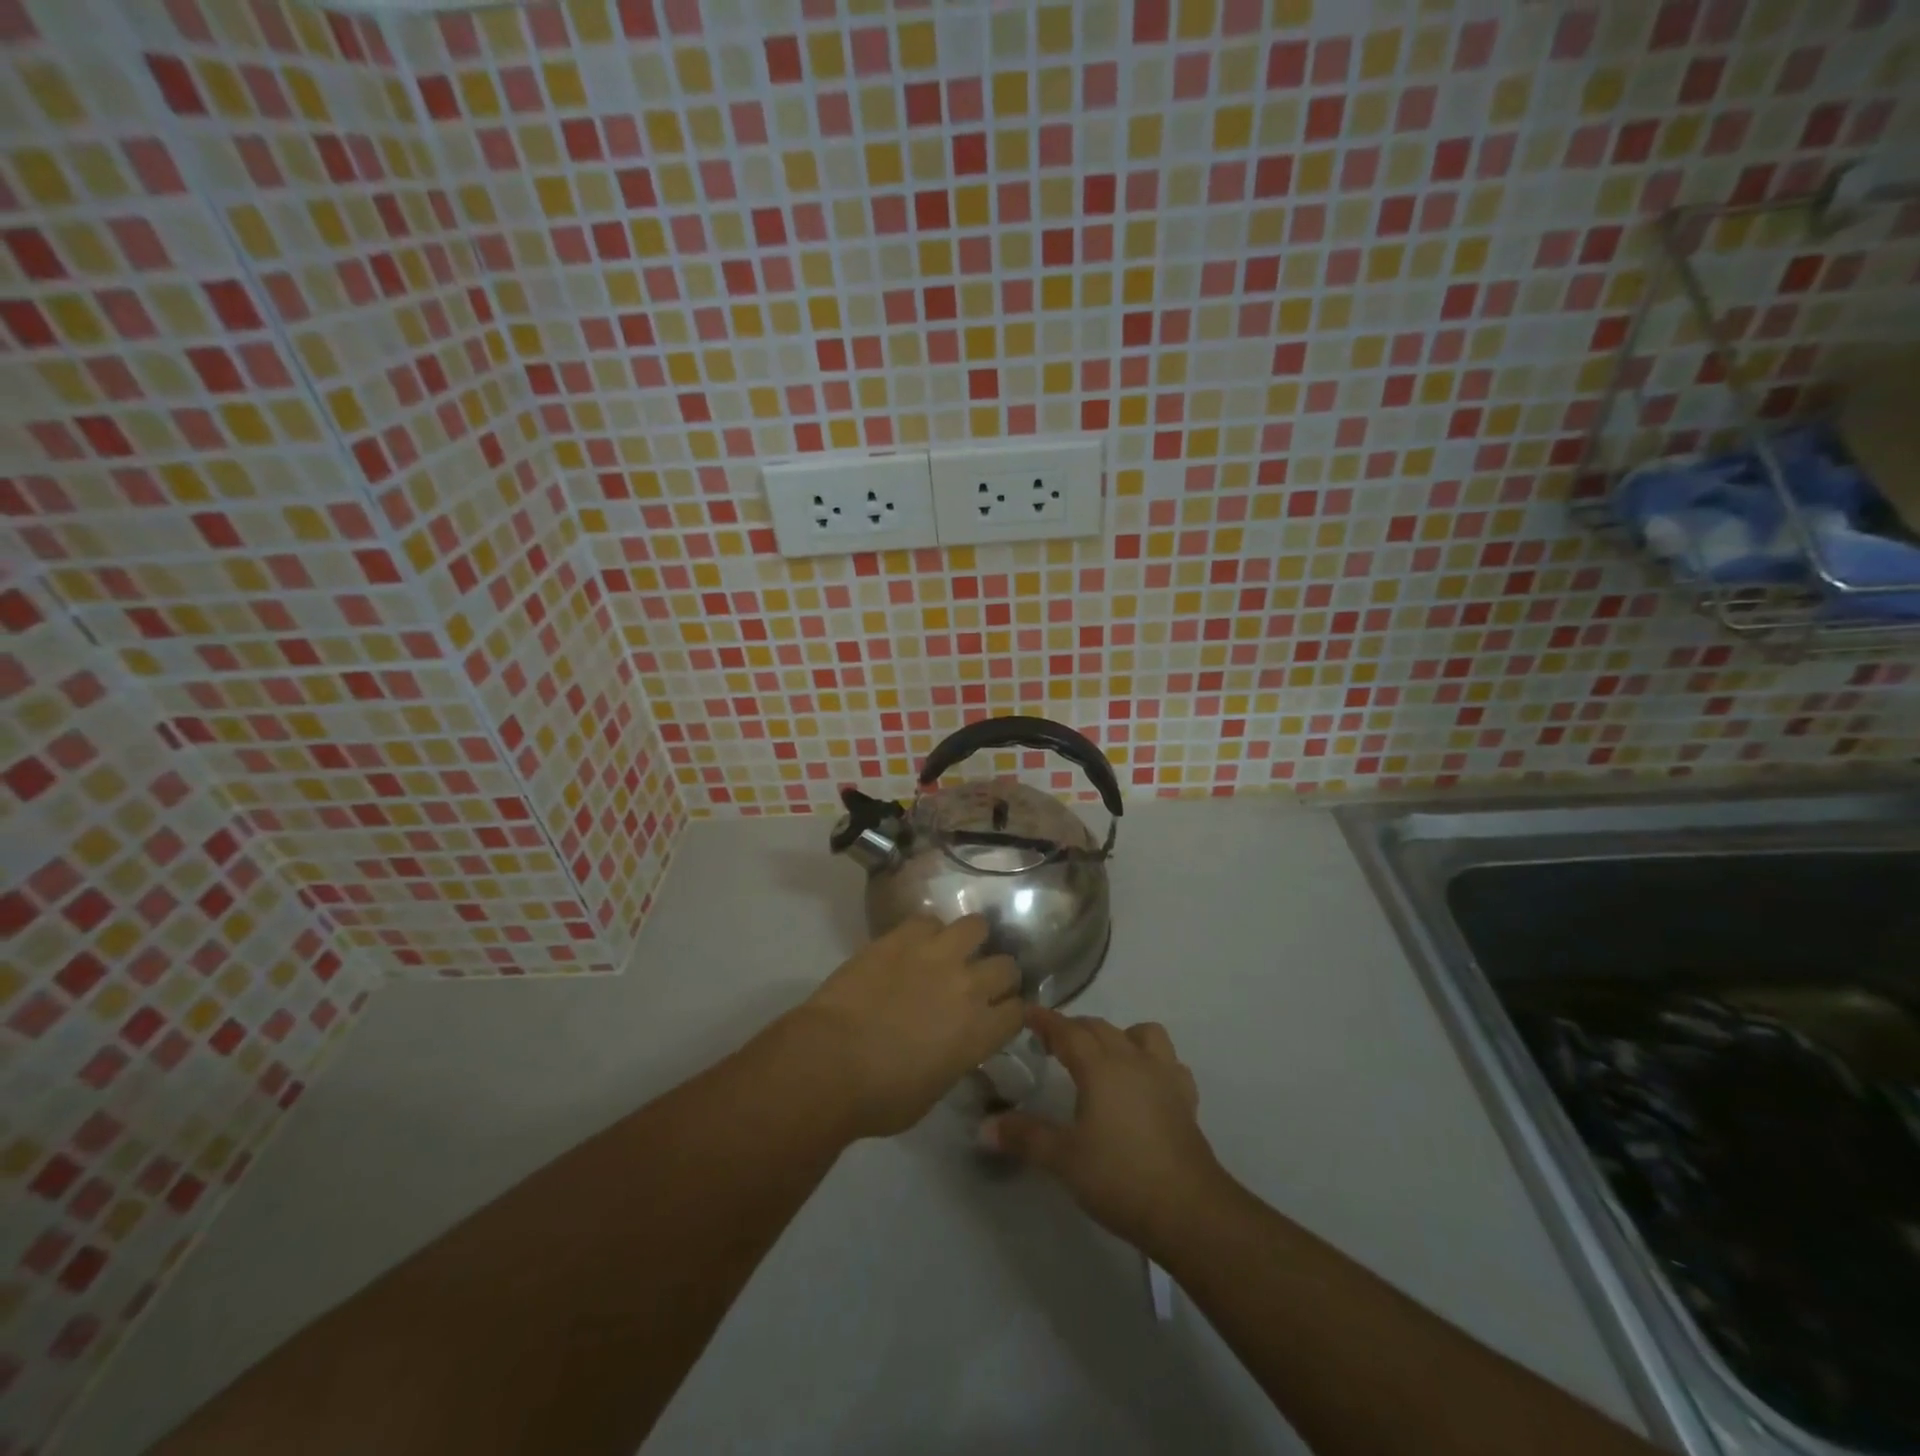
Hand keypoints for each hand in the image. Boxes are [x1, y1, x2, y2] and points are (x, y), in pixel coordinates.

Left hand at [787, 914, 1022, 1139]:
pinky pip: (928, 920)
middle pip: (1006, 966)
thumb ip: (956, 1058)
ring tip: (951, 950)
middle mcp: (968, 986)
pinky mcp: (902, 936)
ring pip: (976, 926)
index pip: (1019, 1011)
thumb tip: (955, 1044)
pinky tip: (913, 945)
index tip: (996, 1015)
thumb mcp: (934, 1090)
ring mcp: (936, 955)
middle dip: (997, 975)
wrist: (830, 1061)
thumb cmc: (879, 1096)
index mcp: (980, 1032)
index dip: (1009, 1013)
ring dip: (968, 940)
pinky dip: (926, 932)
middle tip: (976, 983)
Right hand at [981, 1007, 1227, 1254]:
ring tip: (1104, 1058)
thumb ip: (1025, 1137)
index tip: (1027, 1013)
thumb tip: (985, 1126)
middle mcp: (1132, 1060)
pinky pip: (1169, 1064)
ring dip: (1120, 1036)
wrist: (1189, 1210)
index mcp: (1100, 1067)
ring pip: (1142, 1034)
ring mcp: (1164, 1077)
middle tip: (1052, 1043)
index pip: (1067, 1031)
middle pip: (1100, 1028)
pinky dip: (1153, 1063)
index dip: (1045, 1020)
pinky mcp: (1185, 1099)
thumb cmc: (1120, 1177)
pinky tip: (1145, 1084)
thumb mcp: (1063, 1159)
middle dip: (1074, 1028)